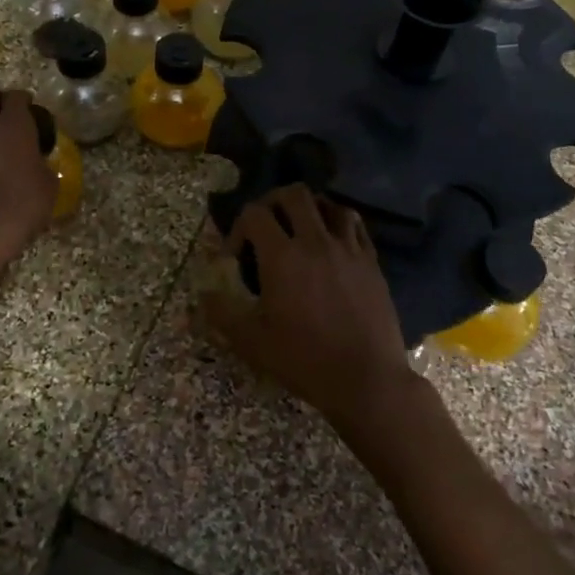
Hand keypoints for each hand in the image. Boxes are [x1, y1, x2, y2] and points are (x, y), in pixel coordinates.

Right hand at [200, 184, 417, 430]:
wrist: (366, 379)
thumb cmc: (304, 360)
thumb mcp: (252, 341)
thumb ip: (222, 313)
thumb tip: (202, 295)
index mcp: (283, 257)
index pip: (255, 213)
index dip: (238, 227)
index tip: (236, 256)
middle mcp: (316, 242)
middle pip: (294, 195)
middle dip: (273, 202)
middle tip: (266, 227)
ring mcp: (348, 249)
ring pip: (329, 205)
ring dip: (310, 209)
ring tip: (301, 229)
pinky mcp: (371, 262)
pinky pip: (355, 226)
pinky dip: (338, 223)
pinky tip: (332, 242)